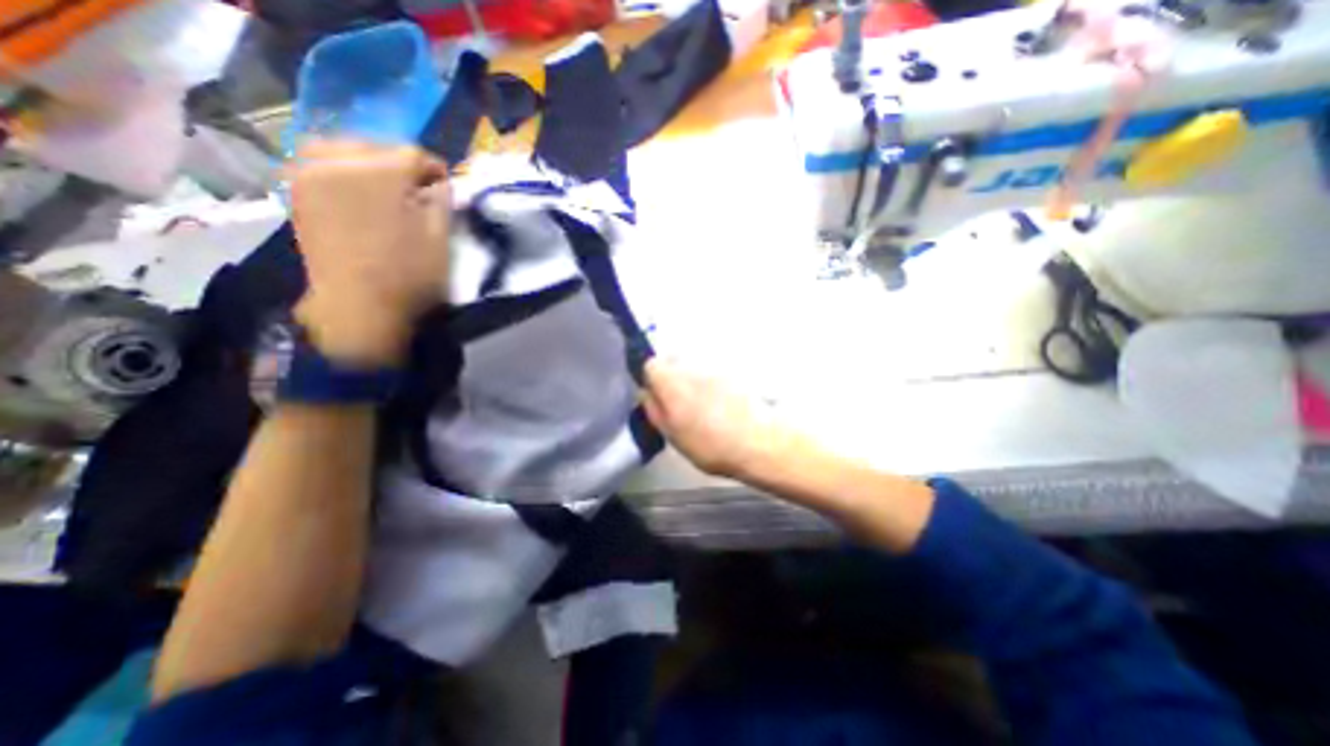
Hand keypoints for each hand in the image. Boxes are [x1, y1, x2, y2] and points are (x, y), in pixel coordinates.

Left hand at [286, 140, 450, 366]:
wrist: (359, 307)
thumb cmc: (409, 276)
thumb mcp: (440, 239)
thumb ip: (441, 201)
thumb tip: (437, 182)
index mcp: (381, 172)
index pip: (414, 153)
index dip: (434, 171)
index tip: (443, 189)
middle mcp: (339, 162)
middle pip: (376, 145)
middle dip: (400, 164)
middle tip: (415, 191)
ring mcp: (310, 173)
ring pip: (342, 147)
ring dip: (367, 162)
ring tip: (383, 189)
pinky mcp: (297, 191)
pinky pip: (319, 162)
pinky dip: (341, 169)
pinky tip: (356, 192)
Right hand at [641, 359, 792, 478]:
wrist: (760, 441)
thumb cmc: (711, 444)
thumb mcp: (672, 435)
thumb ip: (654, 410)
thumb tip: (646, 393)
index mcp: (671, 381)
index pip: (651, 365)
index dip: (651, 380)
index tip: (657, 396)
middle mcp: (692, 366)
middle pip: (674, 362)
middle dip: (673, 378)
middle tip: (679, 404)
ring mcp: (716, 367)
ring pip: (695, 368)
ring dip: (694, 381)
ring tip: (704, 407)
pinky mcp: (735, 372)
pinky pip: (715, 374)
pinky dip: (714, 385)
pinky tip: (722, 406)